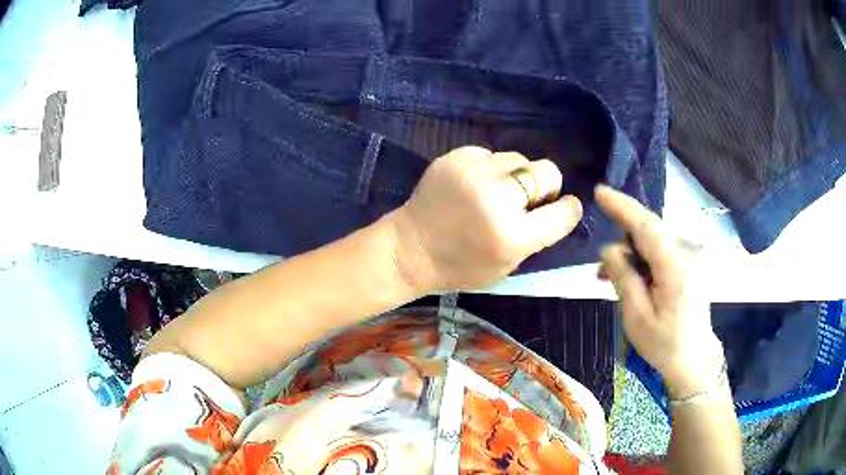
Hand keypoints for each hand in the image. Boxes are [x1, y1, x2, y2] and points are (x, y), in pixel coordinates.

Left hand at [390, 146, 582, 291]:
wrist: (409, 249)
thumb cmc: (460, 266)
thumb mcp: (507, 265)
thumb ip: (536, 236)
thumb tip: (557, 206)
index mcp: (514, 236)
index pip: (564, 212)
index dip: (568, 209)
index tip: (563, 207)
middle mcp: (499, 198)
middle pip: (548, 171)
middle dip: (545, 185)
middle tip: (527, 199)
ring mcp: (475, 172)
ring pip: (519, 158)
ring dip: (515, 175)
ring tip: (494, 192)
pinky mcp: (456, 157)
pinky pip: (490, 154)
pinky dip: (488, 169)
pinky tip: (472, 185)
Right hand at [595, 185, 723, 399]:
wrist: (694, 359)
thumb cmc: (664, 344)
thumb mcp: (636, 317)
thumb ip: (623, 277)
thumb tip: (609, 248)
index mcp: (676, 265)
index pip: (647, 225)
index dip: (622, 206)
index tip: (599, 191)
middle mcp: (687, 252)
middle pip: (649, 231)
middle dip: (622, 241)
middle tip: (599, 270)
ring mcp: (692, 256)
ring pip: (654, 240)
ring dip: (632, 253)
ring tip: (612, 278)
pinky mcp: (691, 262)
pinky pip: (662, 250)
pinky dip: (644, 258)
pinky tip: (633, 277)